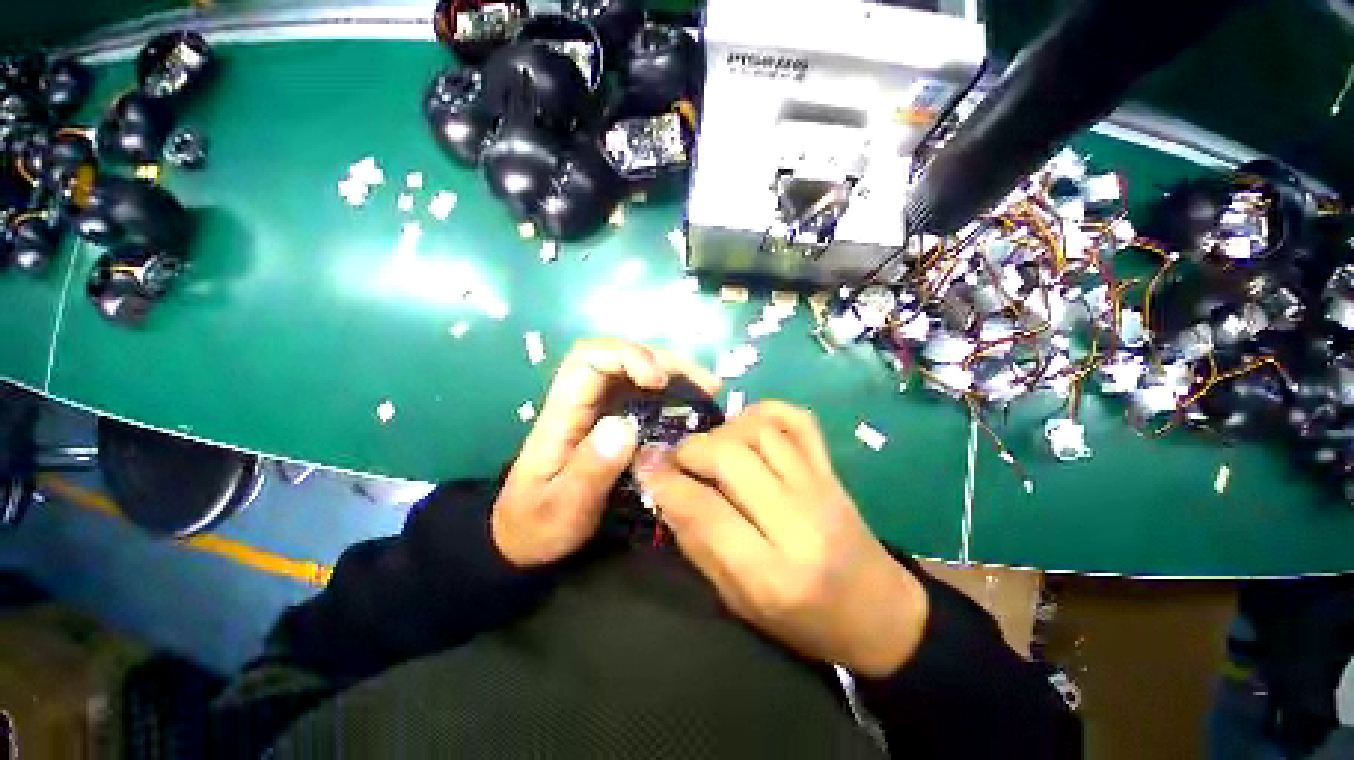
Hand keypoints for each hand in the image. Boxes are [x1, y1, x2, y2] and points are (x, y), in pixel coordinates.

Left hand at [492, 339, 719, 567]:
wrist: (525, 538)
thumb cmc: (538, 525)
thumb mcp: (561, 509)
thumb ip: (589, 470)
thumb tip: (625, 425)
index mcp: (562, 413)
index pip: (589, 359)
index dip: (627, 356)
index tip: (659, 381)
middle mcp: (582, 401)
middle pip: (619, 357)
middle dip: (663, 361)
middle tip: (704, 384)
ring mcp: (599, 410)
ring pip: (635, 372)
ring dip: (673, 374)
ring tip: (708, 390)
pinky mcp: (613, 422)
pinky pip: (644, 395)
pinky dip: (671, 394)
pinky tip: (693, 407)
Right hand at [639, 402, 928, 676]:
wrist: (878, 611)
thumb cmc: (803, 620)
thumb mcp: (738, 600)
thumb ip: (699, 544)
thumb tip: (666, 491)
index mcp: (772, 573)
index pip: (705, 511)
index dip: (666, 483)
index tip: (646, 468)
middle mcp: (798, 521)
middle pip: (731, 459)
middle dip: (691, 451)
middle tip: (677, 459)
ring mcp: (820, 486)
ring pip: (759, 431)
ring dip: (722, 431)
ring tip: (711, 448)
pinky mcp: (831, 469)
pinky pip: (797, 419)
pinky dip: (765, 410)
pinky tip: (747, 426)